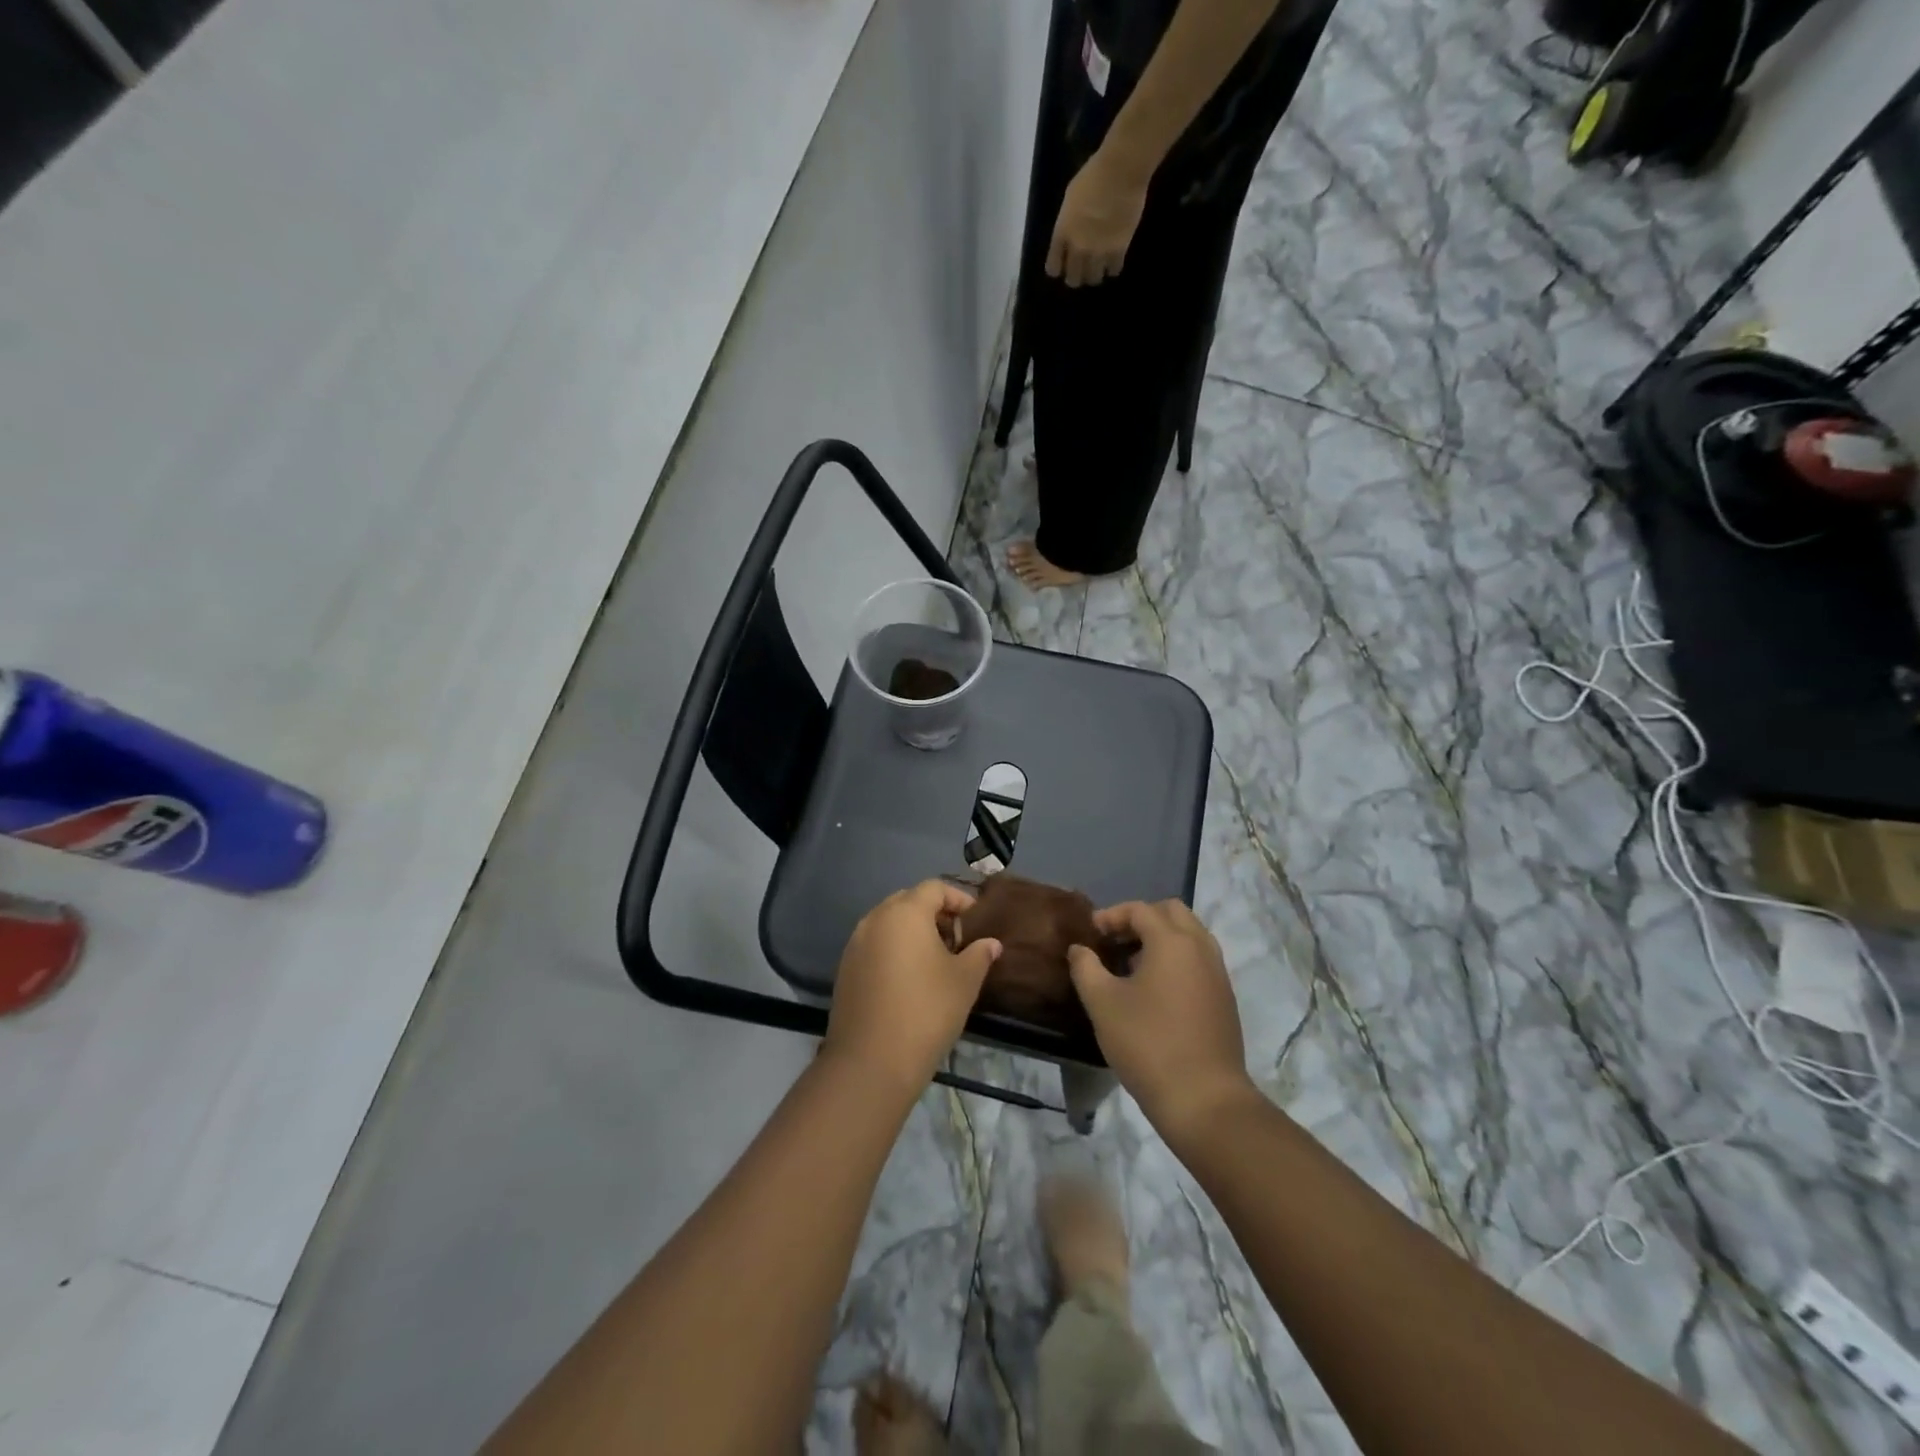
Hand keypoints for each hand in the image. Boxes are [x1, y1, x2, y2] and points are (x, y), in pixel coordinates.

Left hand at [823, 881, 1001, 1100]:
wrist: (871, 1061)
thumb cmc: (926, 1010)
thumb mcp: (964, 981)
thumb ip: (979, 955)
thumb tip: (991, 943)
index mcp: (905, 912)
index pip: (934, 888)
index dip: (958, 899)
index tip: (975, 920)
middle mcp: (875, 919)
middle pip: (908, 901)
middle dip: (934, 913)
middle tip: (956, 940)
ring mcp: (855, 944)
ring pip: (888, 923)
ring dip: (912, 932)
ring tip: (935, 961)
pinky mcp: (845, 969)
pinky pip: (874, 945)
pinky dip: (893, 950)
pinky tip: (909, 979)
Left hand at [1046, 149, 1149, 287]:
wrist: (1121, 171)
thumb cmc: (1093, 174)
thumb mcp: (1070, 198)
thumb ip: (1068, 221)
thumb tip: (1072, 231)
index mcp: (1063, 232)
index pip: (1053, 267)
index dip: (1057, 268)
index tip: (1062, 266)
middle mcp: (1078, 247)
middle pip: (1073, 279)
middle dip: (1076, 277)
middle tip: (1082, 270)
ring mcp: (1098, 251)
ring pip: (1093, 279)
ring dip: (1095, 274)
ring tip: (1099, 266)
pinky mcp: (1118, 250)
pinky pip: (1113, 271)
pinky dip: (1113, 268)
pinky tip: (1114, 260)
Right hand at [1067, 900, 1256, 1138]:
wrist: (1204, 1100)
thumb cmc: (1147, 1043)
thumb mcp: (1102, 1003)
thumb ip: (1085, 968)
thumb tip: (1080, 949)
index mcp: (1173, 941)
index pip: (1140, 909)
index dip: (1111, 916)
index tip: (1091, 934)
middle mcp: (1201, 948)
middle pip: (1172, 913)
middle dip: (1141, 919)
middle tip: (1115, 942)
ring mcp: (1218, 973)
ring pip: (1190, 936)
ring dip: (1160, 939)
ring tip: (1131, 966)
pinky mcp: (1224, 998)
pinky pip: (1199, 960)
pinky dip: (1176, 959)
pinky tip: (1154, 990)